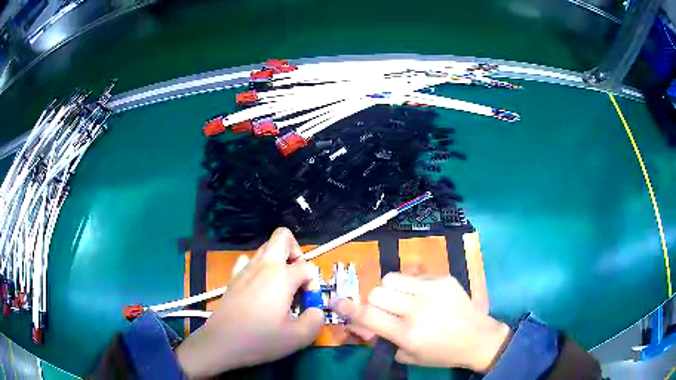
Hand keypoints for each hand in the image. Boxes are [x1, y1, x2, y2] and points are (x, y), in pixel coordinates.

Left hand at [176, 228, 323, 376]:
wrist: (222, 342)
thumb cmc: (261, 339)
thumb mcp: (299, 337)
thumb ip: (316, 319)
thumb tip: (315, 309)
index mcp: (282, 277)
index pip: (308, 267)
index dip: (314, 284)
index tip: (307, 304)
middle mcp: (264, 266)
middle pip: (282, 237)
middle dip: (296, 251)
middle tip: (298, 277)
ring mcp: (245, 269)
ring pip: (265, 248)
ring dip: (279, 260)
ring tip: (281, 287)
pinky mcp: (233, 277)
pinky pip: (248, 261)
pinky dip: (258, 268)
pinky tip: (259, 287)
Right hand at [331, 274, 510, 372]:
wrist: (477, 337)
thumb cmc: (441, 353)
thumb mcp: (408, 356)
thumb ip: (383, 340)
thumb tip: (362, 325)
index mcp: (407, 333)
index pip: (368, 316)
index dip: (348, 309)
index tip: (336, 302)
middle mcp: (417, 309)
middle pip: (376, 292)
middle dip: (374, 302)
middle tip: (385, 310)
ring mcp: (431, 290)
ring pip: (391, 278)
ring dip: (389, 290)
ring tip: (401, 299)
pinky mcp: (443, 278)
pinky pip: (414, 275)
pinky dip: (410, 286)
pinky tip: (424, 296)